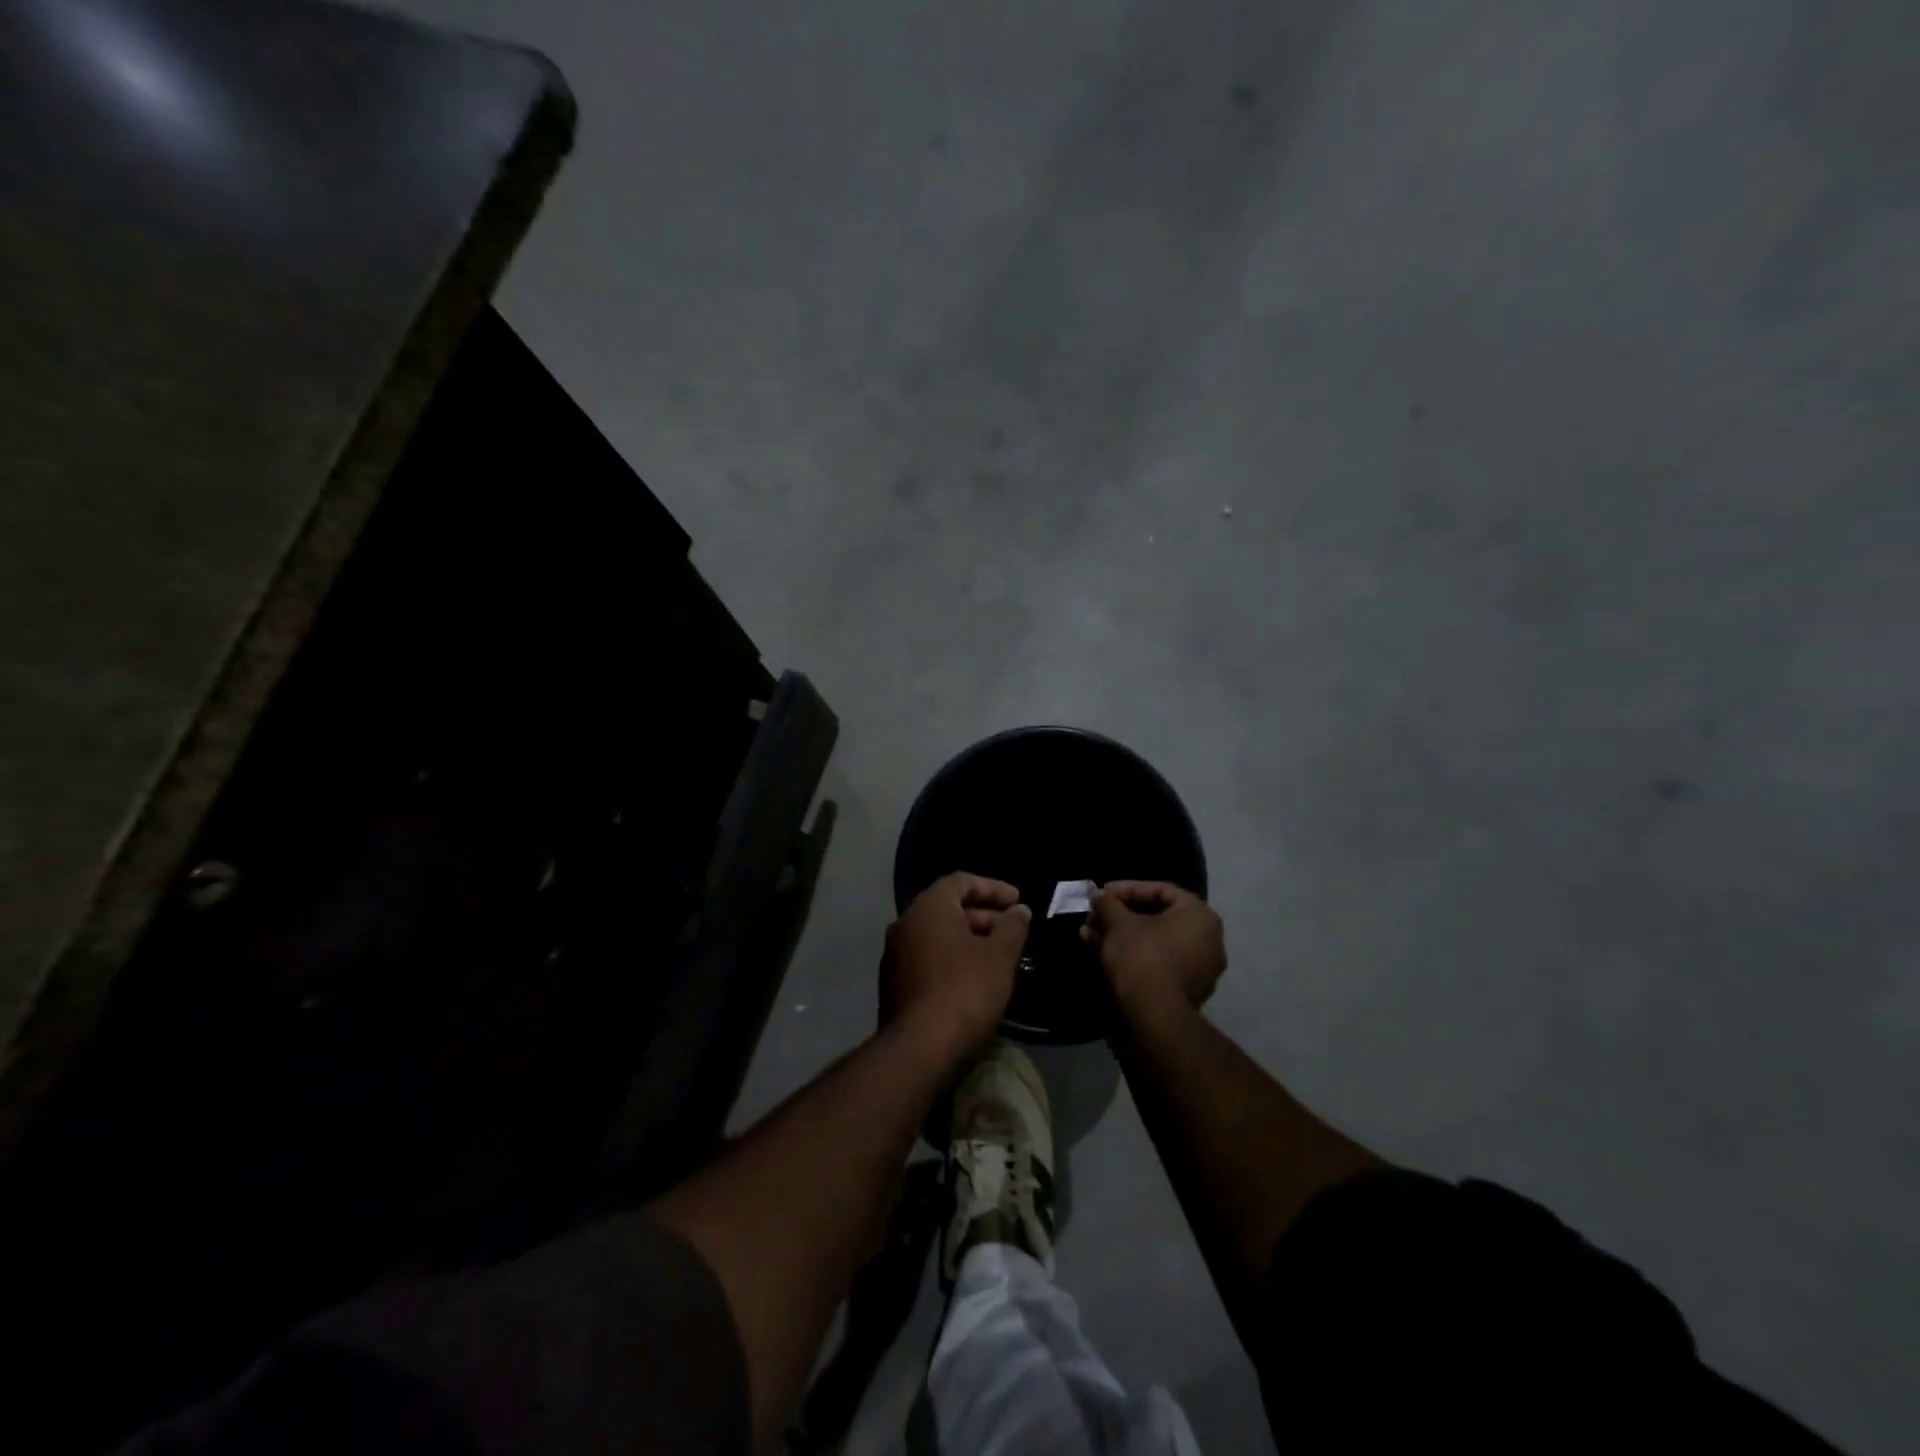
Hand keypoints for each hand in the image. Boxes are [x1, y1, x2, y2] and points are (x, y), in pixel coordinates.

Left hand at [882, 873, 1030, 1056]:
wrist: (919, 1049)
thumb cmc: (965, 990)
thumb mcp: (999, 956)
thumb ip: (1012, 927)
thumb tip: (1019, 911)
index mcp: (928, 908)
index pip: (961, 881)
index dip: (993, 888)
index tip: (1018, 901)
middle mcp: (905, 923)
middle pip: (948, 908)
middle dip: (983, 915)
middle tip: (1012, 930)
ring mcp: (895, 955)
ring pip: (937, 935)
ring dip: (969, 939)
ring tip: (998, 956)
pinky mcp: (894, 984)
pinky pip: (928, 958)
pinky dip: (952, 959)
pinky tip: (974, 979)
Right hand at [1083, 881, 1225, 1020]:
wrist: (1155, 1016)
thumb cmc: (1142, 956)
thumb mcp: (1118, 923)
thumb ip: (1108, 903)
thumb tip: (1098, 895)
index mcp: (1200, 916)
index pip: (1161, 890)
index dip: (1127, 888)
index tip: (1103, 894)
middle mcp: (1208, 940)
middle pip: (1156, 917)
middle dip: (1120, 915)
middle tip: (1095, 916)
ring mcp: (1200, 968)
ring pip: (1153, 941)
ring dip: (1120, 935)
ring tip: (1089, 934)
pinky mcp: (1187, 991)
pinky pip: (1157, 961)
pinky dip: (1133, 955)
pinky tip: (1101, 953)